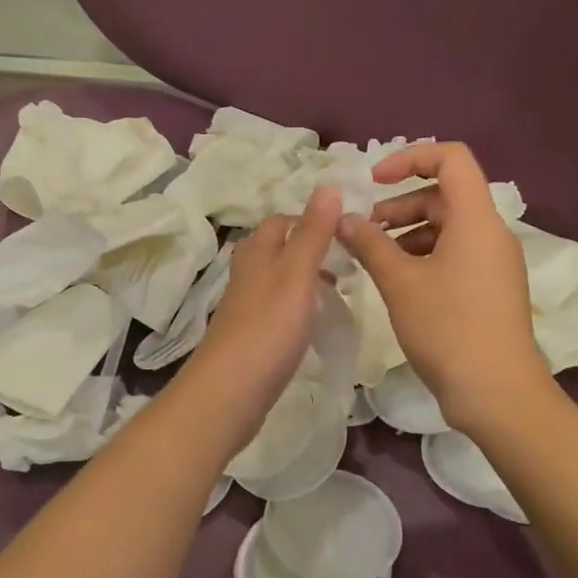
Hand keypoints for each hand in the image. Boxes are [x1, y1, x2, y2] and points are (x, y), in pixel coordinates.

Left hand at [180, 187, 341, 446]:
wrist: (230, 392)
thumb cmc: (268, 328)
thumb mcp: (297, 274)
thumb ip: (313, 232)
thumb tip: (329, 185)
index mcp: (257, 252)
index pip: (281, 220)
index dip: (311, 219)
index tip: (347, 231)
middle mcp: (247, 273)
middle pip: (278, 248)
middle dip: (311, 248)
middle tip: (348, 262)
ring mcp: (246, 306)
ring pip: (278, 279)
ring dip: (306, 278)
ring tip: (339, 291)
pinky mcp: (250, 336)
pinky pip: (277, 309)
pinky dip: (299, 306)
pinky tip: (315, 323)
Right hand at [337, 143, 553, 432]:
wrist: (498, 394)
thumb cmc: (448, 328)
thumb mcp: (399, 282)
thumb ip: (369, 243)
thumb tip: (344, 219)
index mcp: (476, 219)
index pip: (451, 158)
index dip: (410, 158)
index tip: (374, 180)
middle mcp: (491, 232)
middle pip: (444, 194)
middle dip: (400, 203)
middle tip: (364, 228)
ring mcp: (494, 262)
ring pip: (447, 226)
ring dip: (407, 231)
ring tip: (373, 256)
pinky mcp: (491, 287)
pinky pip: (455, 253)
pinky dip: (423, 255)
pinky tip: (396, 280)